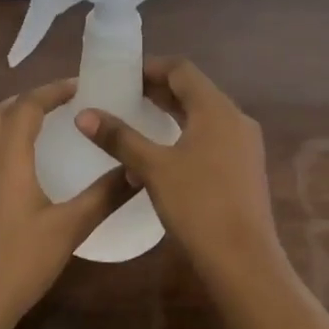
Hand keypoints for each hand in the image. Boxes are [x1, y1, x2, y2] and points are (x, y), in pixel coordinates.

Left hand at [0, 79, 130, 328]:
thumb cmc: (19, 263)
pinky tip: (27, 165)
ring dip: (13, 119)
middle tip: (62, 102)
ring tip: (47, 126)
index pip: (26, 107)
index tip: (80, 86)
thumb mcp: (69, 228)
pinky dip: (5, 142)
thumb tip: (138, 170)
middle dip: (29, 99)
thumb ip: (104, 196)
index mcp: (6, 159)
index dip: (52, 91)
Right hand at [76, 58, 283, 281]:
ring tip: (137, 120)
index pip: (182, 70)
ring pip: (203, 116)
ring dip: (172, 113)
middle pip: (194, 91)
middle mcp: (235, 119)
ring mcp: (244, 145)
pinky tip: (163, 154)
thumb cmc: (198, 206)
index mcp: (216, 109)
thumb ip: (120, 138)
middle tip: (123, 95)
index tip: (121, 75)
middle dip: (158, 90)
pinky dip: (186, 134)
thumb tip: (84, 114)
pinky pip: (212, 137)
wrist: (244, 261)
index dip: (151, 67)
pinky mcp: (244, 168)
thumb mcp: (154, 168)